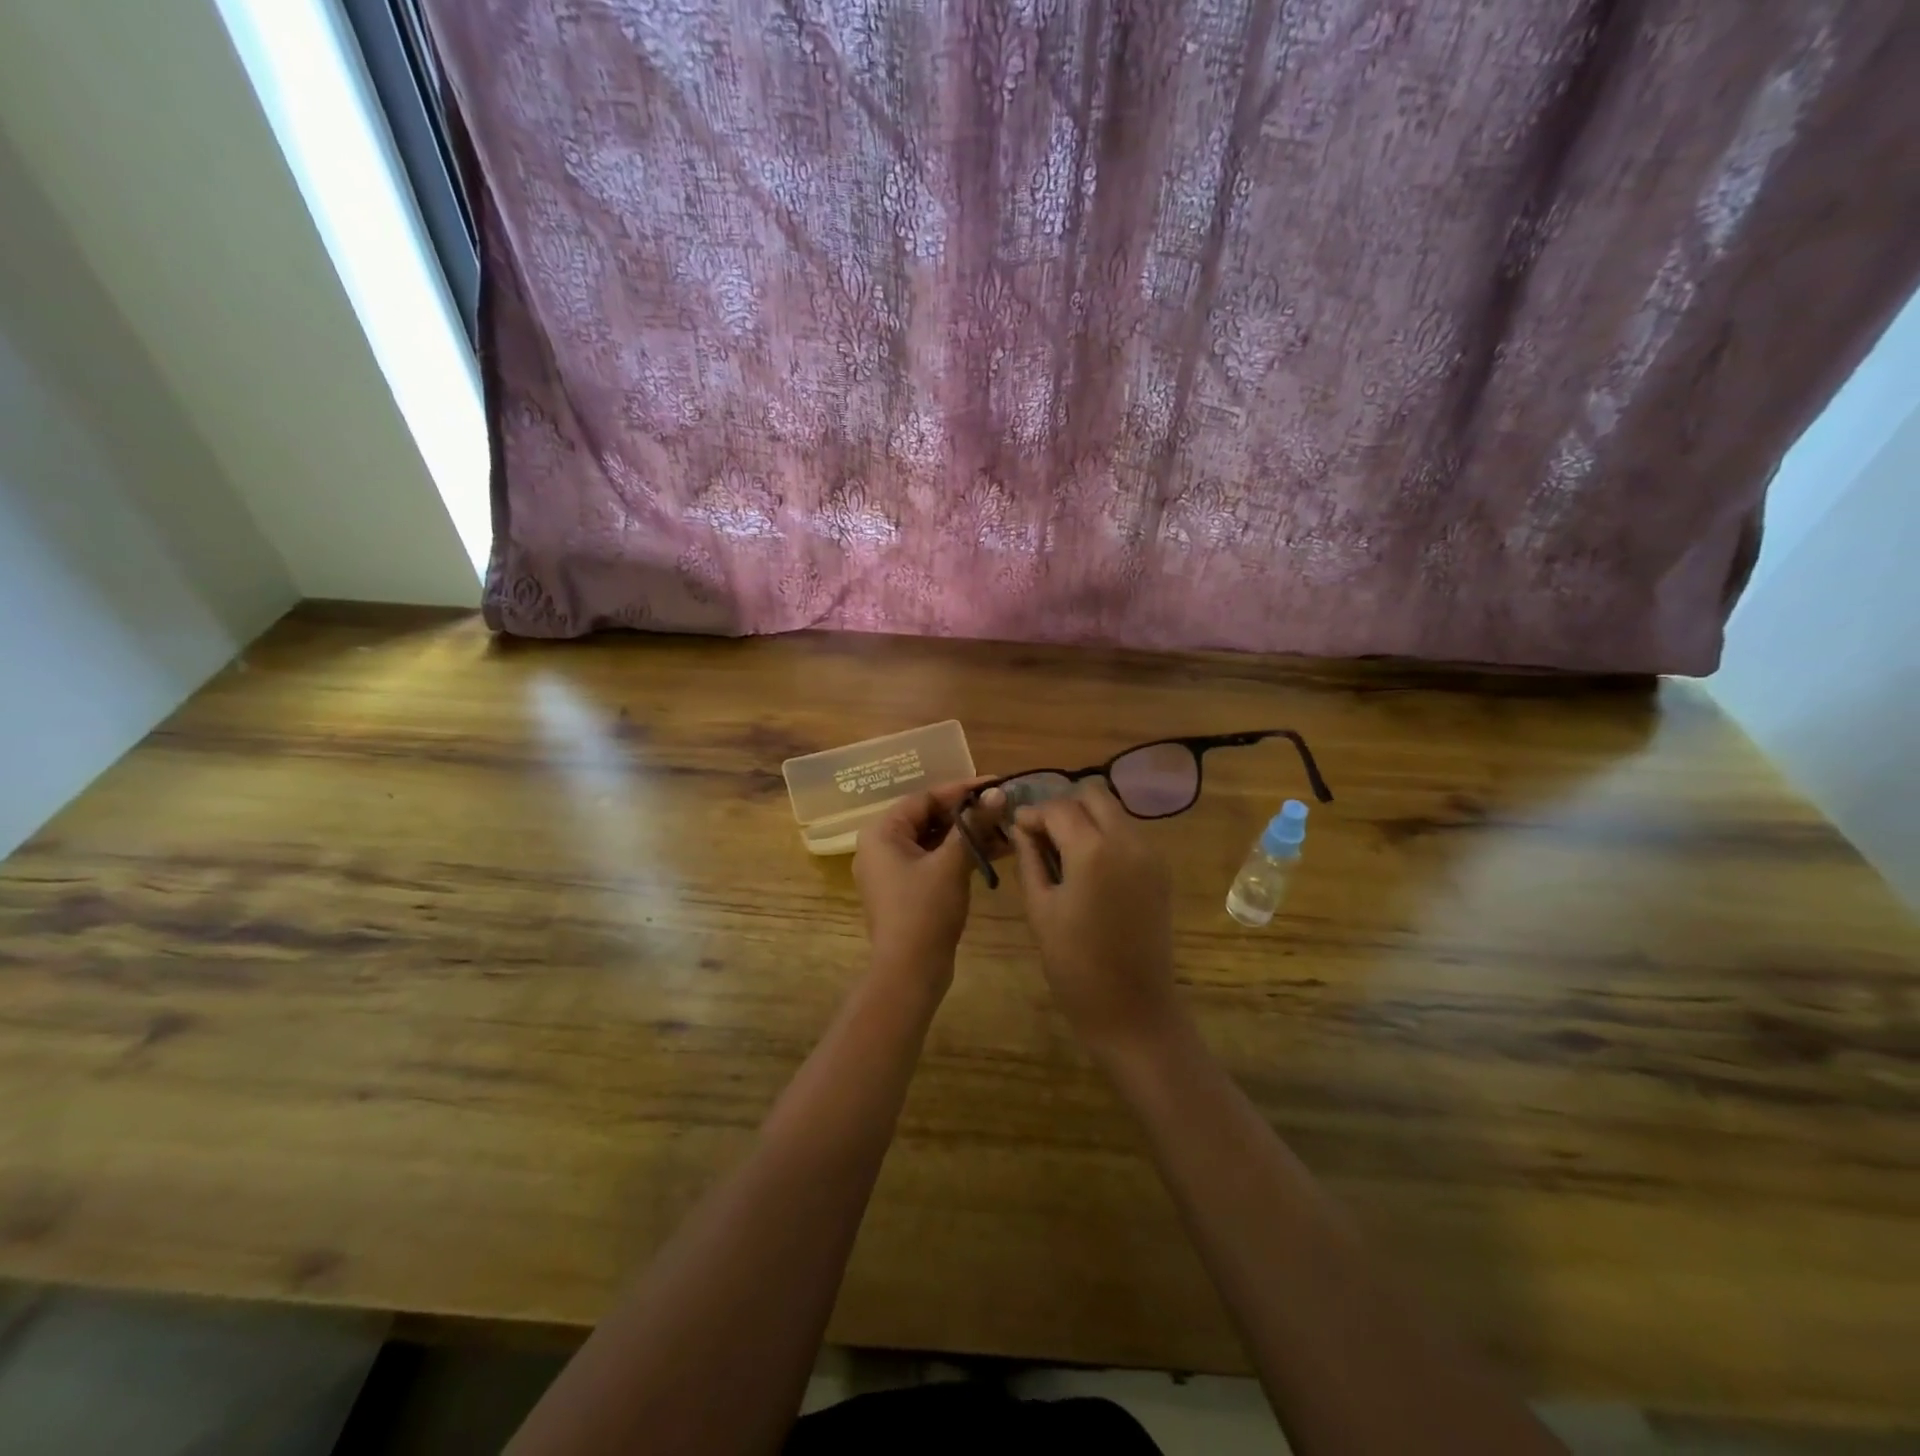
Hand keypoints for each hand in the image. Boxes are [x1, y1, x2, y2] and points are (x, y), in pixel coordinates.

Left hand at [852, 779, 1003, 987]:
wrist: (910, 972)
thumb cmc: (925, 911)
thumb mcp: (952, 863)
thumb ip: (974, 825)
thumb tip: (998, 794)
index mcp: (881, 832)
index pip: (925, 798)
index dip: (963, 790)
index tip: (997, 784)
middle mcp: (881, 845)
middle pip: (929, 817)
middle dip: (968, 814)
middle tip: (1004, 807)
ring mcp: (892, 869)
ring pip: (934, 840)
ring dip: (967, 834)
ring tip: (1005, 828)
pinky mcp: (906, 889)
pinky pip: (933, 860)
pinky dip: (959, 855)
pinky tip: (992, 851)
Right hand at [1009, 780, 1182, 1055]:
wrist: (1133, 1009)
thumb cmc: (1075, 964)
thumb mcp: (1040, 909)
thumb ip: (1030, 860)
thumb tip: (1021, 829)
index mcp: (1093, 850)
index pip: (1058, 808)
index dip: (1033, 814)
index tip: (1016, 829)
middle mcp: (1127, 841)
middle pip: (1094, 796)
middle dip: (1064, 807)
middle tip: (1041, 835)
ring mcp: (1150, 854)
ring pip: (1114, 812)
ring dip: (1087, 819)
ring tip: (1062, 851)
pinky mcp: (1160, 871)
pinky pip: (1129, 834)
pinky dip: (1106, 836)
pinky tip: (1087, 866)